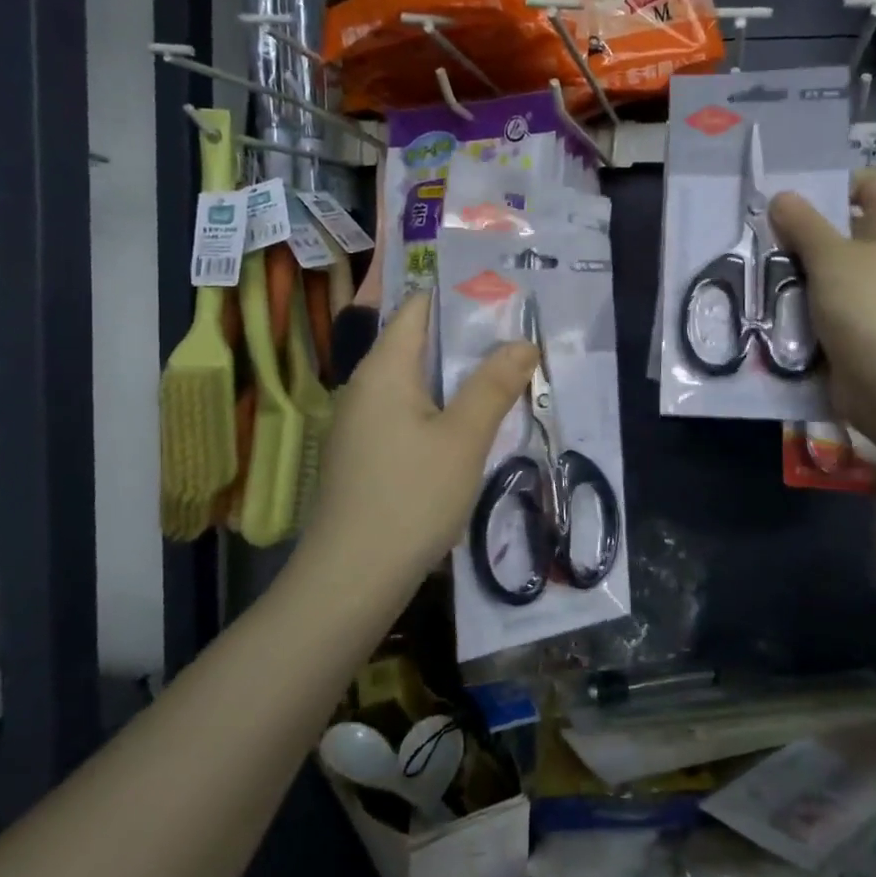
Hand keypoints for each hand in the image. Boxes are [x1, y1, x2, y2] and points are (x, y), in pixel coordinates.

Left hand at [301, 292, 535, 594]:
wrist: (352, 579)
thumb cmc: (411, 497)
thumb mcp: (464, 438)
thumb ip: (494, 385)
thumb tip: (523, 342)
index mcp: (383, 369)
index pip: (418, 307)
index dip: (460, 297)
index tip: (505, 299)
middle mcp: (365, 387)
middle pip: (418, 344)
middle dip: (468, 341)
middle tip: (519, 341)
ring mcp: (360, 423)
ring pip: (415, 384)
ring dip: (458, 380)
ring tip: (506, 380)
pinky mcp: (364, 455)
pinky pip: (407, 415)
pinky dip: (441, 410)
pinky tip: (471, 429)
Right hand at [768, 171, 875, 429]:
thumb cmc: (871, 308)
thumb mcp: (831, 258)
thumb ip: (803, 224)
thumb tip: (781, 197)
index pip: (868, 183)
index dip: (831, 184)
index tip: (788, 200)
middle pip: (843, 228)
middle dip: (802, 231)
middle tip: (760, 235)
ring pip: (830, 270)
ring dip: (797, 271)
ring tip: (758, 270)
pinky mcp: (863, 326)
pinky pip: (828, 304)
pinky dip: (803, 304)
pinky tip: (771, 305)